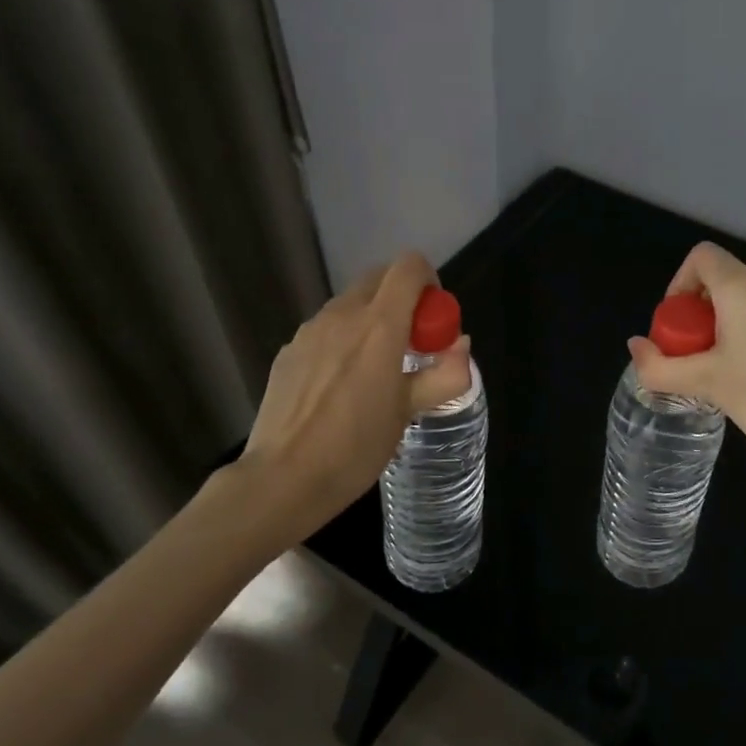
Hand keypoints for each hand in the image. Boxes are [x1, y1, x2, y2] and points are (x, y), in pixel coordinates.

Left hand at [240, 252, 471, 531]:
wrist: (284, 478)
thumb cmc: (356, 447)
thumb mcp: (409, 412)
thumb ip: (443, 374)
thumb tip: (461, 346)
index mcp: (379, 325)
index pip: (409, 267)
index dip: (429, 283)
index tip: (433, 322)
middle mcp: (342, 315)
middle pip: (379, 278)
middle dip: (402, 300)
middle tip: (410, 346)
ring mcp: (309, 331)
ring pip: (350, 304)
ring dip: (371, 320)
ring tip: (374, 372)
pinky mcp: (289, 351)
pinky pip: (325, 330)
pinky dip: (343, 341)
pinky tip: (340, 388)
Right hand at [628, 242, 745, 493]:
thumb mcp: (706, 385)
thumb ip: (660, 366)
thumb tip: (636, 346)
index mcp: (745, 287)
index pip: (701, 257)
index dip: (681, 284)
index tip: (681, 326)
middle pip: (730, 279)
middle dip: (709, 312)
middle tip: (706, 357)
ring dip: (742, 320)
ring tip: (743, 367)